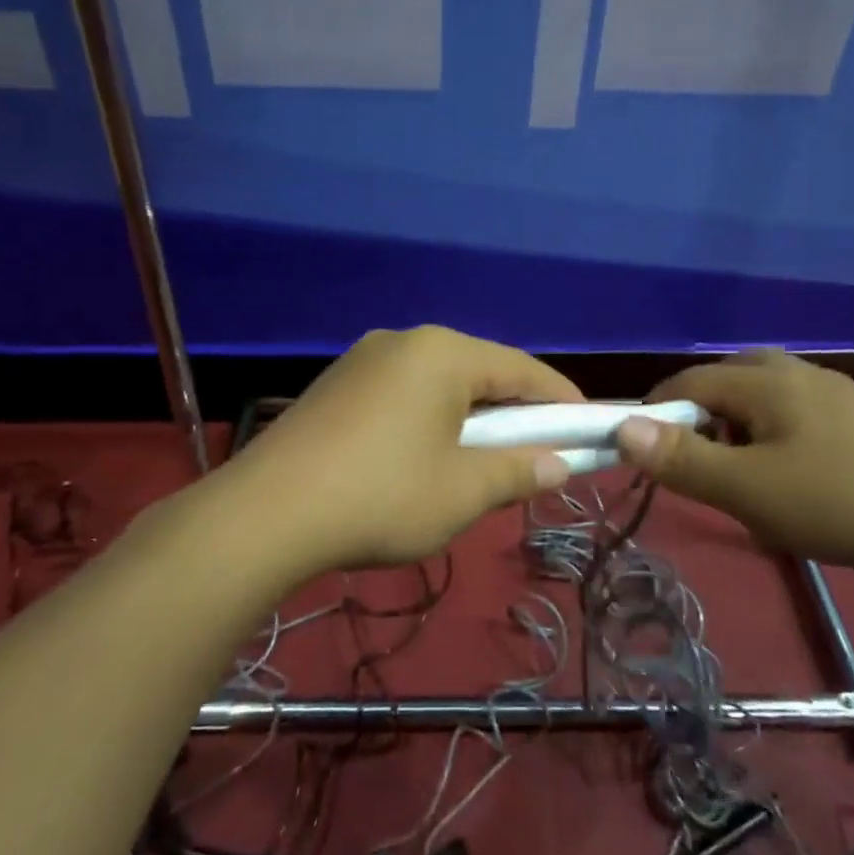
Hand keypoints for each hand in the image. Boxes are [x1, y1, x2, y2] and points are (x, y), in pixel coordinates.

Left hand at [226, 326, 582, 572]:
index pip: (522, 370)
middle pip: (479, 371)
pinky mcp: (337, 384)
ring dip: (470, 416)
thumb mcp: (463, 491)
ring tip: (483, 458)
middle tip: (538, 450)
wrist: (265, 514)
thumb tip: (560, 465)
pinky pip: (404, 392)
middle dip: (514, 411)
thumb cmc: (381, 496)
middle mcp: (405, 340)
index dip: (561, 400)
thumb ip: (519, 471)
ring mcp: (364, 358)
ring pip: (439, 382)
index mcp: (442, 353)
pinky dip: (431, 418)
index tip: (588, 427)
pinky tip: (427, 454)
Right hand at [614, 350, 853, 575]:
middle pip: (725, 378)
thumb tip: (622, 427)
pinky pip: (796, 409)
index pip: (686, 382)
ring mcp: (835, 391)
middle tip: (693, 459)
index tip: (642, 450)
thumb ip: (683, 459)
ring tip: (740, 469)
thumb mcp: (748, 490)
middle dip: (697, 414)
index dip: (655, 411)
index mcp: (763, 382)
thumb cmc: (840, 501)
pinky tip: (792, 470)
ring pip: (764, 393)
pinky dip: (773, 430)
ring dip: (736, 422)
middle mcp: (796, 372)